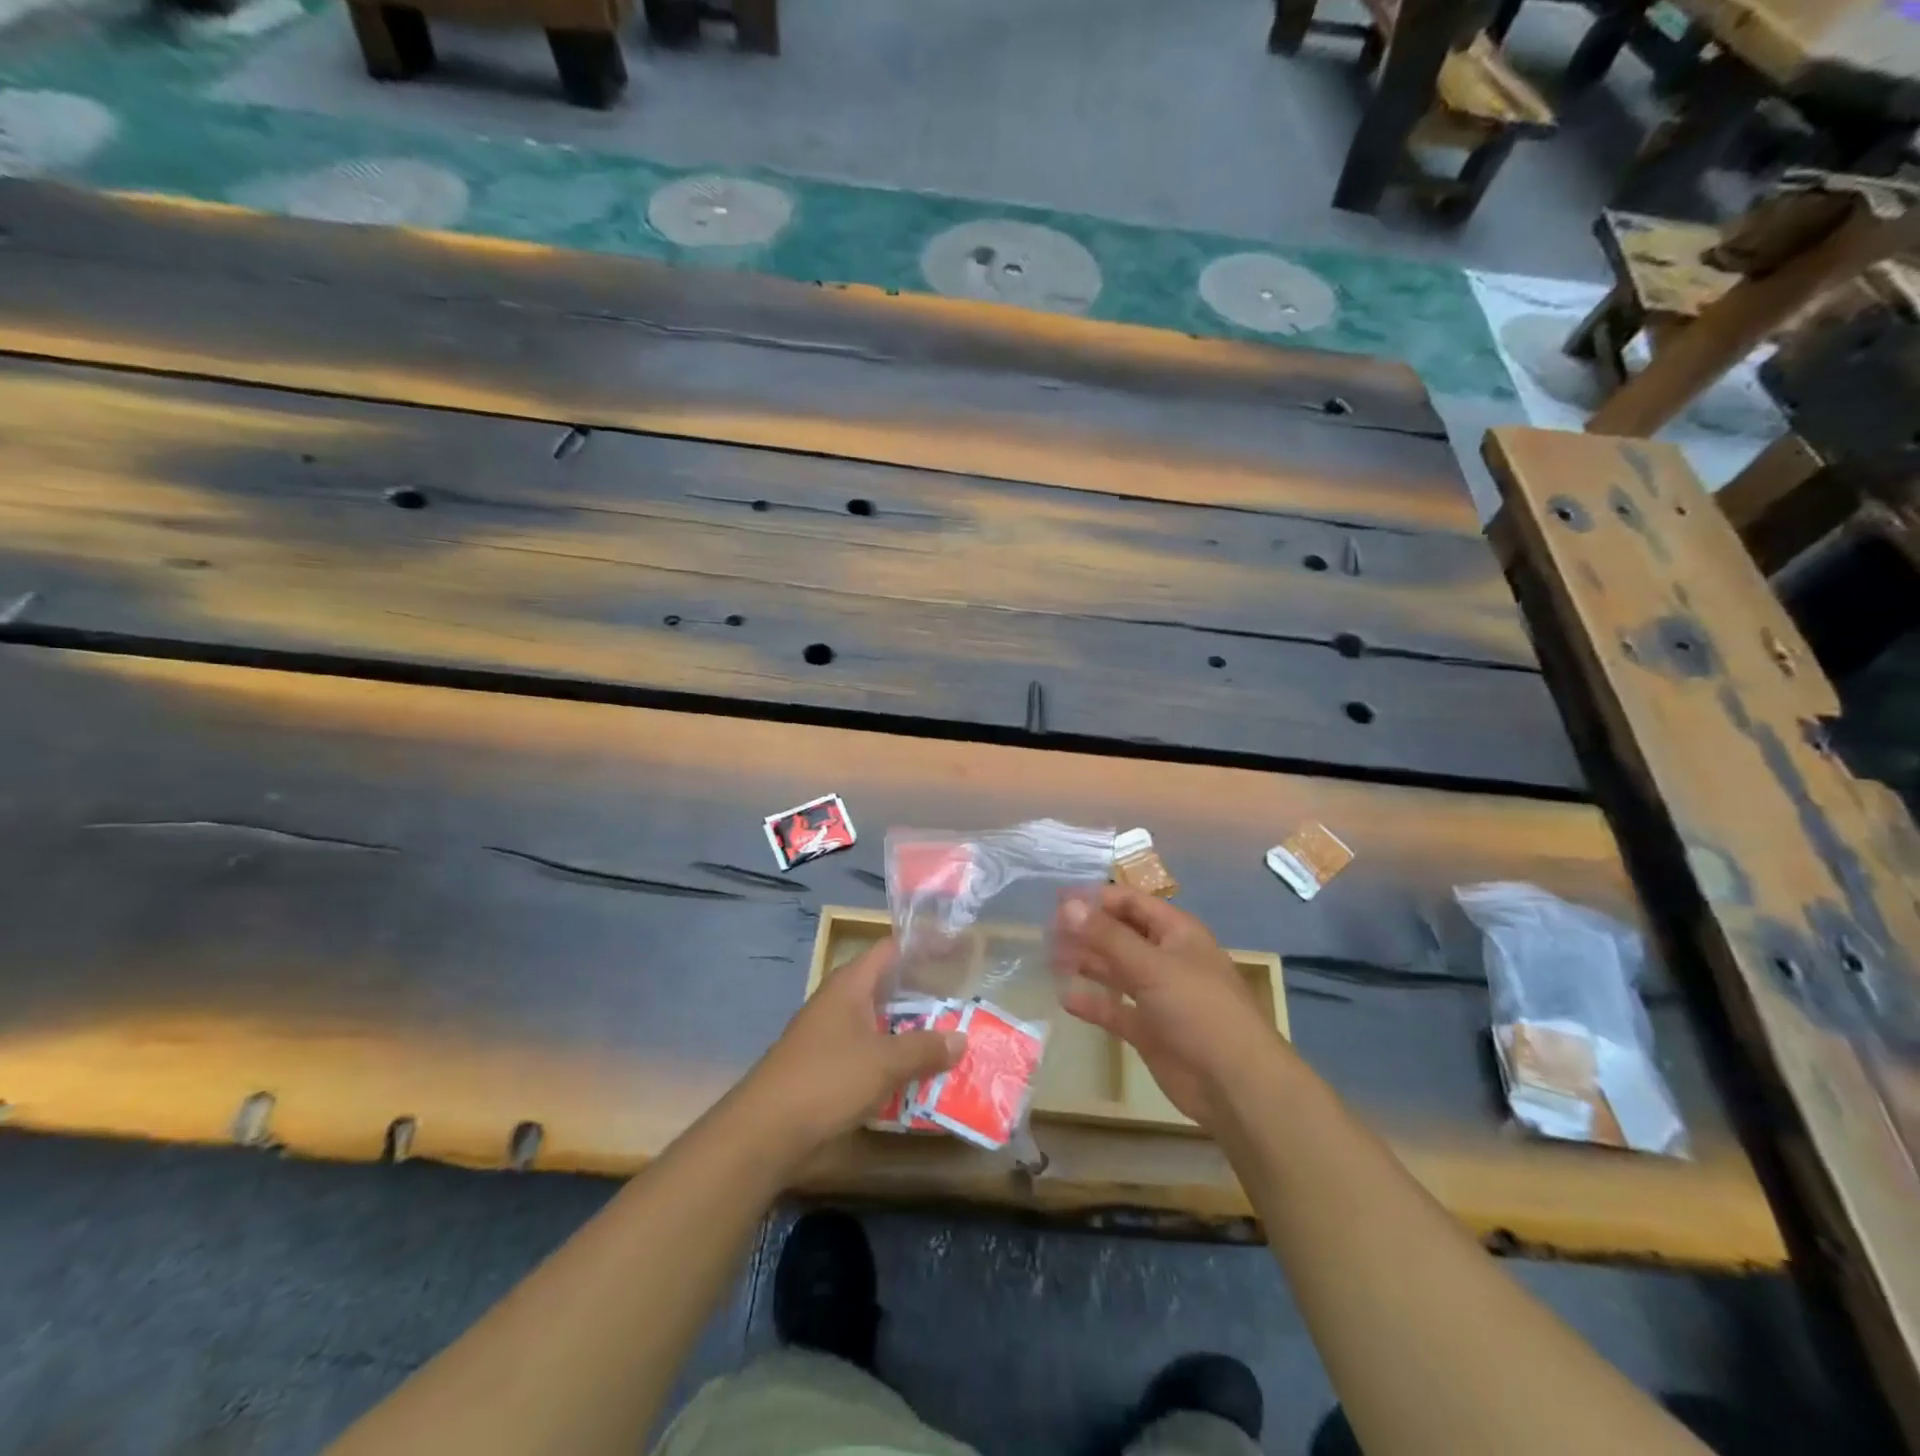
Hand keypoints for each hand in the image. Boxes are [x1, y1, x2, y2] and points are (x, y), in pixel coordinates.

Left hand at [746, 938, 964, 1150]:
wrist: (766, 1130)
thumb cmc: (827, 1079)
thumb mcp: (885, 1062)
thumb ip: (925, 1048)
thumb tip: (961, 1038)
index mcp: (850, 984)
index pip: (890, 949)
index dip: (922, 947)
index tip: (955, 953)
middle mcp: (839, 1001)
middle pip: (887, 987)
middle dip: (924, 997)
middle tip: (963, 1003)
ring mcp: (830, 1034)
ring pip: (879, 1023)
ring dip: (910, 1032)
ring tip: (950, 1039)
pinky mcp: (826, 1065)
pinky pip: (868, 1051)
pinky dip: (892, 1058)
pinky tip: (917, 1075)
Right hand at [1054, 887, 1288, 1129]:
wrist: (1234, 1083)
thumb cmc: (1198, 1009)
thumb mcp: (1152, 966)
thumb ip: (1107, 936)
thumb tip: (1067, 905)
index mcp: (1176, 933)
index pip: (1131, 903)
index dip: (1096, 899)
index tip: (1057, 901)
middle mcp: (1166, 958)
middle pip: (1120, 935)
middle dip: (1086, 931)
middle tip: (1045, 932)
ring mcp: (1158, 995)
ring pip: (1115, 971)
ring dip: (1086, 963)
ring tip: (1049, 958)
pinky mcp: (1149, 1030)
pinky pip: (1115, 1009)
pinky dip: (1093, 1003)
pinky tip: (1065, 999)